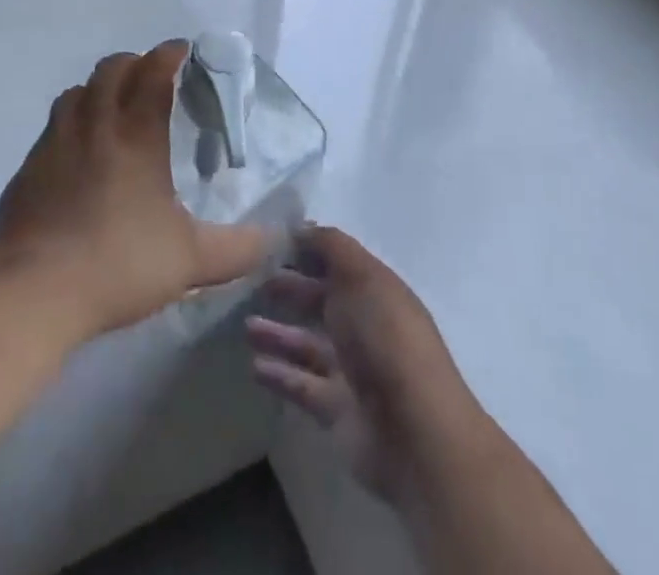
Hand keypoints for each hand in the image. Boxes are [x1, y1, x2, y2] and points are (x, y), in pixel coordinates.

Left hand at [0, 41, 267, 342]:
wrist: (31, 293)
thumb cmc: (117, 265)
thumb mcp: (190, 262)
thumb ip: (238, 248)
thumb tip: (275, 238)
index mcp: (136, 135)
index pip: (154, 72)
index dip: (169, 54)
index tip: (183, 51)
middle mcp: (93, 125)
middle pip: (111, 70)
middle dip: (134, 63)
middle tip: (151, 77)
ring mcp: (54, 144)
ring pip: (76, 92)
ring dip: (97, 89)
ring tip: (111, 108)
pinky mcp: (27, 169)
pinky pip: (52, 128)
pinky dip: (70, 124)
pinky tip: (76, 155)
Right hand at [247, 226, 484, 507]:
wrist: (414, 432)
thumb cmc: (386, 338)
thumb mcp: (361, 276)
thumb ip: (331, 246)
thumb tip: (302, 227)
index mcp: (376, 290)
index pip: (338, 262)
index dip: (307, 250)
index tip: (269, 241)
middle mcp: (366, 327)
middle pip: (322, 301)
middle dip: (290, 288)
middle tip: (250, 280)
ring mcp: (352, 370)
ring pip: (308, 344)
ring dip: (278, 333)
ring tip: (245, 326)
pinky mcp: (338, 410)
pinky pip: (302, 385)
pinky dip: (279, 374)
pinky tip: (254, 365)